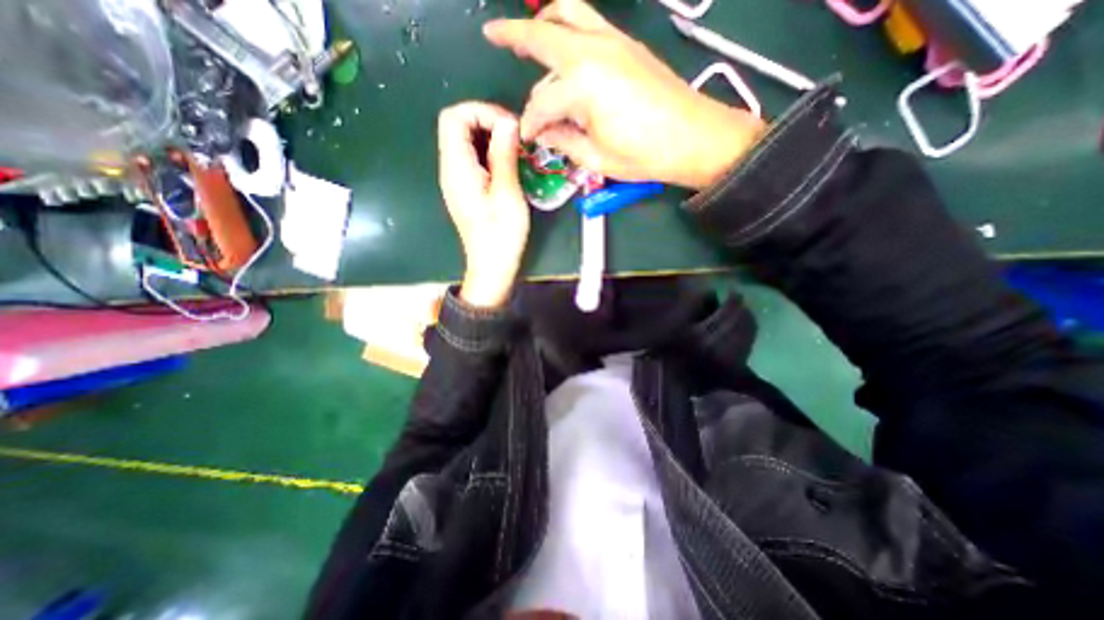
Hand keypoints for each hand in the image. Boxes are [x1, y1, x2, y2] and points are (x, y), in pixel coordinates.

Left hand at [435, 100, 528, 309]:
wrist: (492, 267)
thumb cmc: (501, 235)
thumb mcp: (507, 194)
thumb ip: (504, 155)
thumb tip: (508, 121)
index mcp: (457, 168)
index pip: (454, 117)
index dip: (481, 111)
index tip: (510, 126)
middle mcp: (450, 169)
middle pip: (457, 126)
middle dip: (487, 121)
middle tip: (516, 137)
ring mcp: (457, 180)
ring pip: (466, 141)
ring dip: (491, 137)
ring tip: (516, 150)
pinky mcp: (466, 189)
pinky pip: (473, 158)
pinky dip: (490, 152)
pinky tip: (508, 165)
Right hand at [487, 0, 765, 189]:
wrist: (692, 138)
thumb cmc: (643, 155)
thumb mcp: (596, 159)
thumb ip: (564, 141)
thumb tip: (544, 132)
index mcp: (581, 86)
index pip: (541, 102)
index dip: (531, 122)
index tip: (528, 138)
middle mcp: (592, 52)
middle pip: (543, 35)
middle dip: (513, 35)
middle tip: (493, 35)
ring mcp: (612, 41)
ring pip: (568, 12)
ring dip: (542, 19)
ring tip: (527, 33)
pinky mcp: (627, 44)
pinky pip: (589, 20)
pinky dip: (568, 24)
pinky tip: (564, 43)